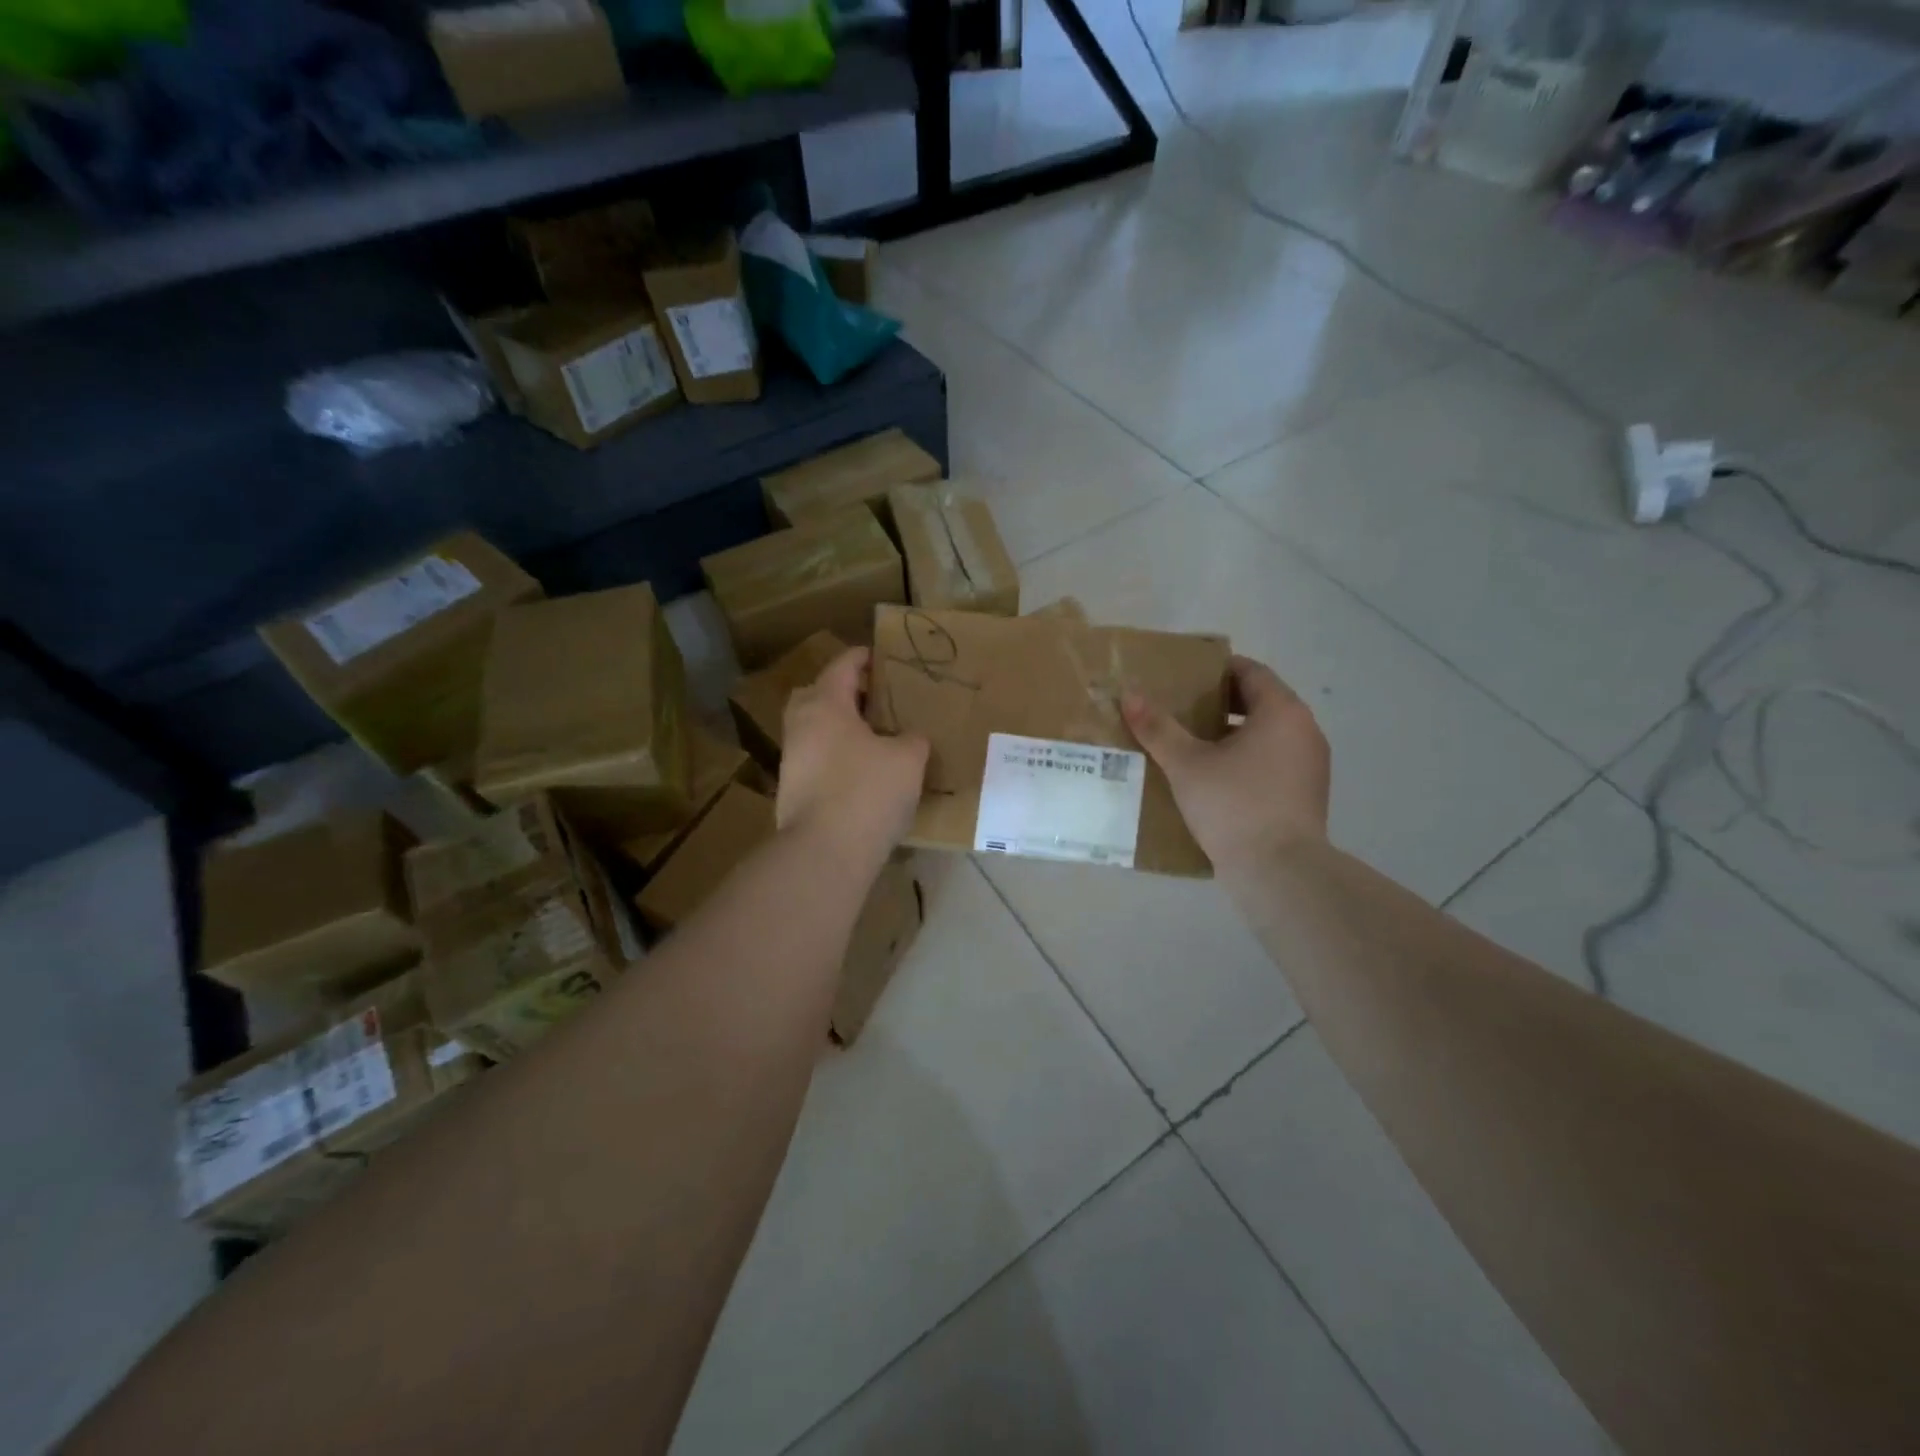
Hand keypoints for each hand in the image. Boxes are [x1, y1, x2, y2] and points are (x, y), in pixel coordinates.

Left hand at [777, 647, 929, 862]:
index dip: (863, 658)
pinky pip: (816, 759)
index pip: (842, 666)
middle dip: (842, 692)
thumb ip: (912, 739)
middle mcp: (801, 726)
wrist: (824, 853)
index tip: (881, 657)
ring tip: (873, 738)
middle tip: (873, 700)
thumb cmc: (867, 792)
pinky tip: (861, 773)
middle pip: (817, 694)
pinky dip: (836, 757)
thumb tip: (909, 738)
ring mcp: (792, 760)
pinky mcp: (791, 791)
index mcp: (825, 705)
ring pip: (815, 730)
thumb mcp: (907, 759)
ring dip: (839, 728)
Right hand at [1122, 654, 1329, 870]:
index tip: (1184, 678)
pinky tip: (1215, 779)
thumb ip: (1159, 728)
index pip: (1251, 672)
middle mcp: (1304, 730)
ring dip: (1233, 733)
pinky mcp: (1307, 794)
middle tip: (1181, 710)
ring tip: (1192, 745)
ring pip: (1268, 734)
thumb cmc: (1234, 804)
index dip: (1216, 670)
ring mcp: (1310, 765)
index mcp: (1282, 712)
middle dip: (1220, 703)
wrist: (1280, 871)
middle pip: (1260, 702)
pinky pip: (1273, 761)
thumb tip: (1130, 696)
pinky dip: (1247, 759)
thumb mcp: (1187, 764)